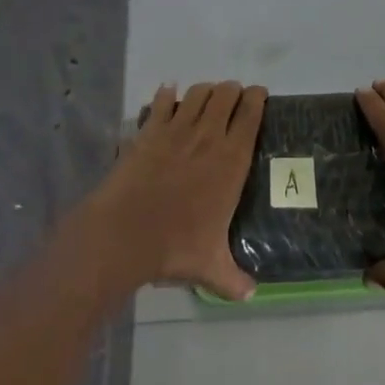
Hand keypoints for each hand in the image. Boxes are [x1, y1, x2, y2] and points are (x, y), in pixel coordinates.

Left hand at [83, 81, 265, 301]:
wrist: (125, 233)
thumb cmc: (175, 247)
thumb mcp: (210, 267)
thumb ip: (233, 278)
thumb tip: (251, 294)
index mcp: (231, 160)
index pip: (251, 115)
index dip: (257, 98)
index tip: (259, 95)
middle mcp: (208, 136)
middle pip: (226, 94)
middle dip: (232, 91)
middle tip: (234, 98)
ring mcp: (177, 129)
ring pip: (198, 92)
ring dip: (206, 90)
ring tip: (207, 96)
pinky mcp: (150, 130)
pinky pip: (163, 101)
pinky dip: (167, 94)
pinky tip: (168, 94)